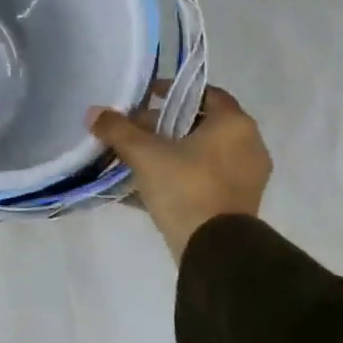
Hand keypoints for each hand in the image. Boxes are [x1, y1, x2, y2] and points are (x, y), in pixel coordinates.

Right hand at [89, 86, 271, 262]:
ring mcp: (247, 177)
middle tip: (134, 130)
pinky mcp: (239, 203)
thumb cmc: (185, 186)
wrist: (214, 250)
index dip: (173, 92)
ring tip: (136, 157)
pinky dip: (181, 174)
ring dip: (171, 151)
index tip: (146, 98)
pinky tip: (148, 185)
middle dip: (165, 125)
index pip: (205, 93)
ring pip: (202, 152)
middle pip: (201, 124)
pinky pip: (205, 177)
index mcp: (235, 124)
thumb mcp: (143, 153)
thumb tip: (93, 112)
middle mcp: (248, 145)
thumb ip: (117, 129)